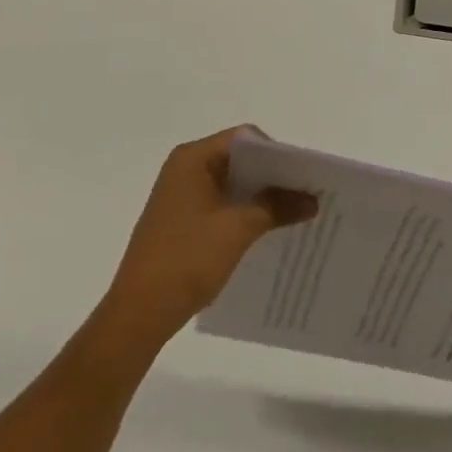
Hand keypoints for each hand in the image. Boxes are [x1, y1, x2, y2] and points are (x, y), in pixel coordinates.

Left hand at [101, 127, 316, 346]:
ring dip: (260, 197)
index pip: (244, 139)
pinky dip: (244, 213)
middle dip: (272, 176)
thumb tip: (312, 200)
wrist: (139, 313)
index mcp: (192, 158)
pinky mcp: (181, 221)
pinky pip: (220, 205)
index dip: (276, 153)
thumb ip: (276, 207)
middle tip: (305, 193)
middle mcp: (184, 168)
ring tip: (293, 213)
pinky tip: (266, 232)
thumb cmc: (187, 258)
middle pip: (238, 160)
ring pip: (231, 185)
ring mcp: (181, 196)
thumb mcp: (238, 229)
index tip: (303, 175)